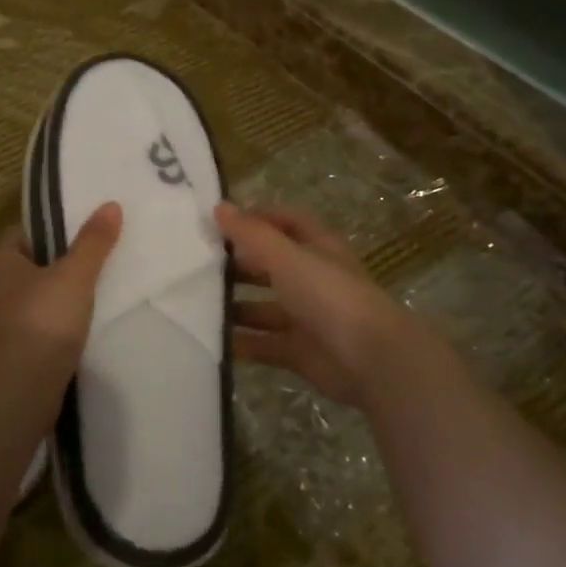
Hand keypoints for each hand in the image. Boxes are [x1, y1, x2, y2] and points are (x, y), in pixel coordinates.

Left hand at [0, 203, 122, 371]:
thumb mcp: (75, 273)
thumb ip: (93, 241)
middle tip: (96, 259)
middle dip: (60, 262)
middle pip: (31, 264)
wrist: (25, 385)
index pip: (24, 232)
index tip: (84, 232)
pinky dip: (57, 321)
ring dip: (59, 294)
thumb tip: (111, 205)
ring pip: (35, 295)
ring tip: (95, 291)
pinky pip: (39, 323)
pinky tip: (82, 323)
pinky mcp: (12, 348)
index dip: (54, 229)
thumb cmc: (45, 318)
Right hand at [216, 202, 446, 412]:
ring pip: (263, 307)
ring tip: (194, 303)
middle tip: (196, 265)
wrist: (371, 359)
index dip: (258, 218)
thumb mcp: (287, 257)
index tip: (220, 222)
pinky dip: (241, 342)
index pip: (287, 222)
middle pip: (270, 266)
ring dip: (234, 306)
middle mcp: (313, 279)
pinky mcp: (300, 351)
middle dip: (237, 264)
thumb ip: (251, 234)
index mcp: (318, 248)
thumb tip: (219, 206)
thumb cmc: (329, 295)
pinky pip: (264, 343)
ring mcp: (307, 317)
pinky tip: (211, 340)